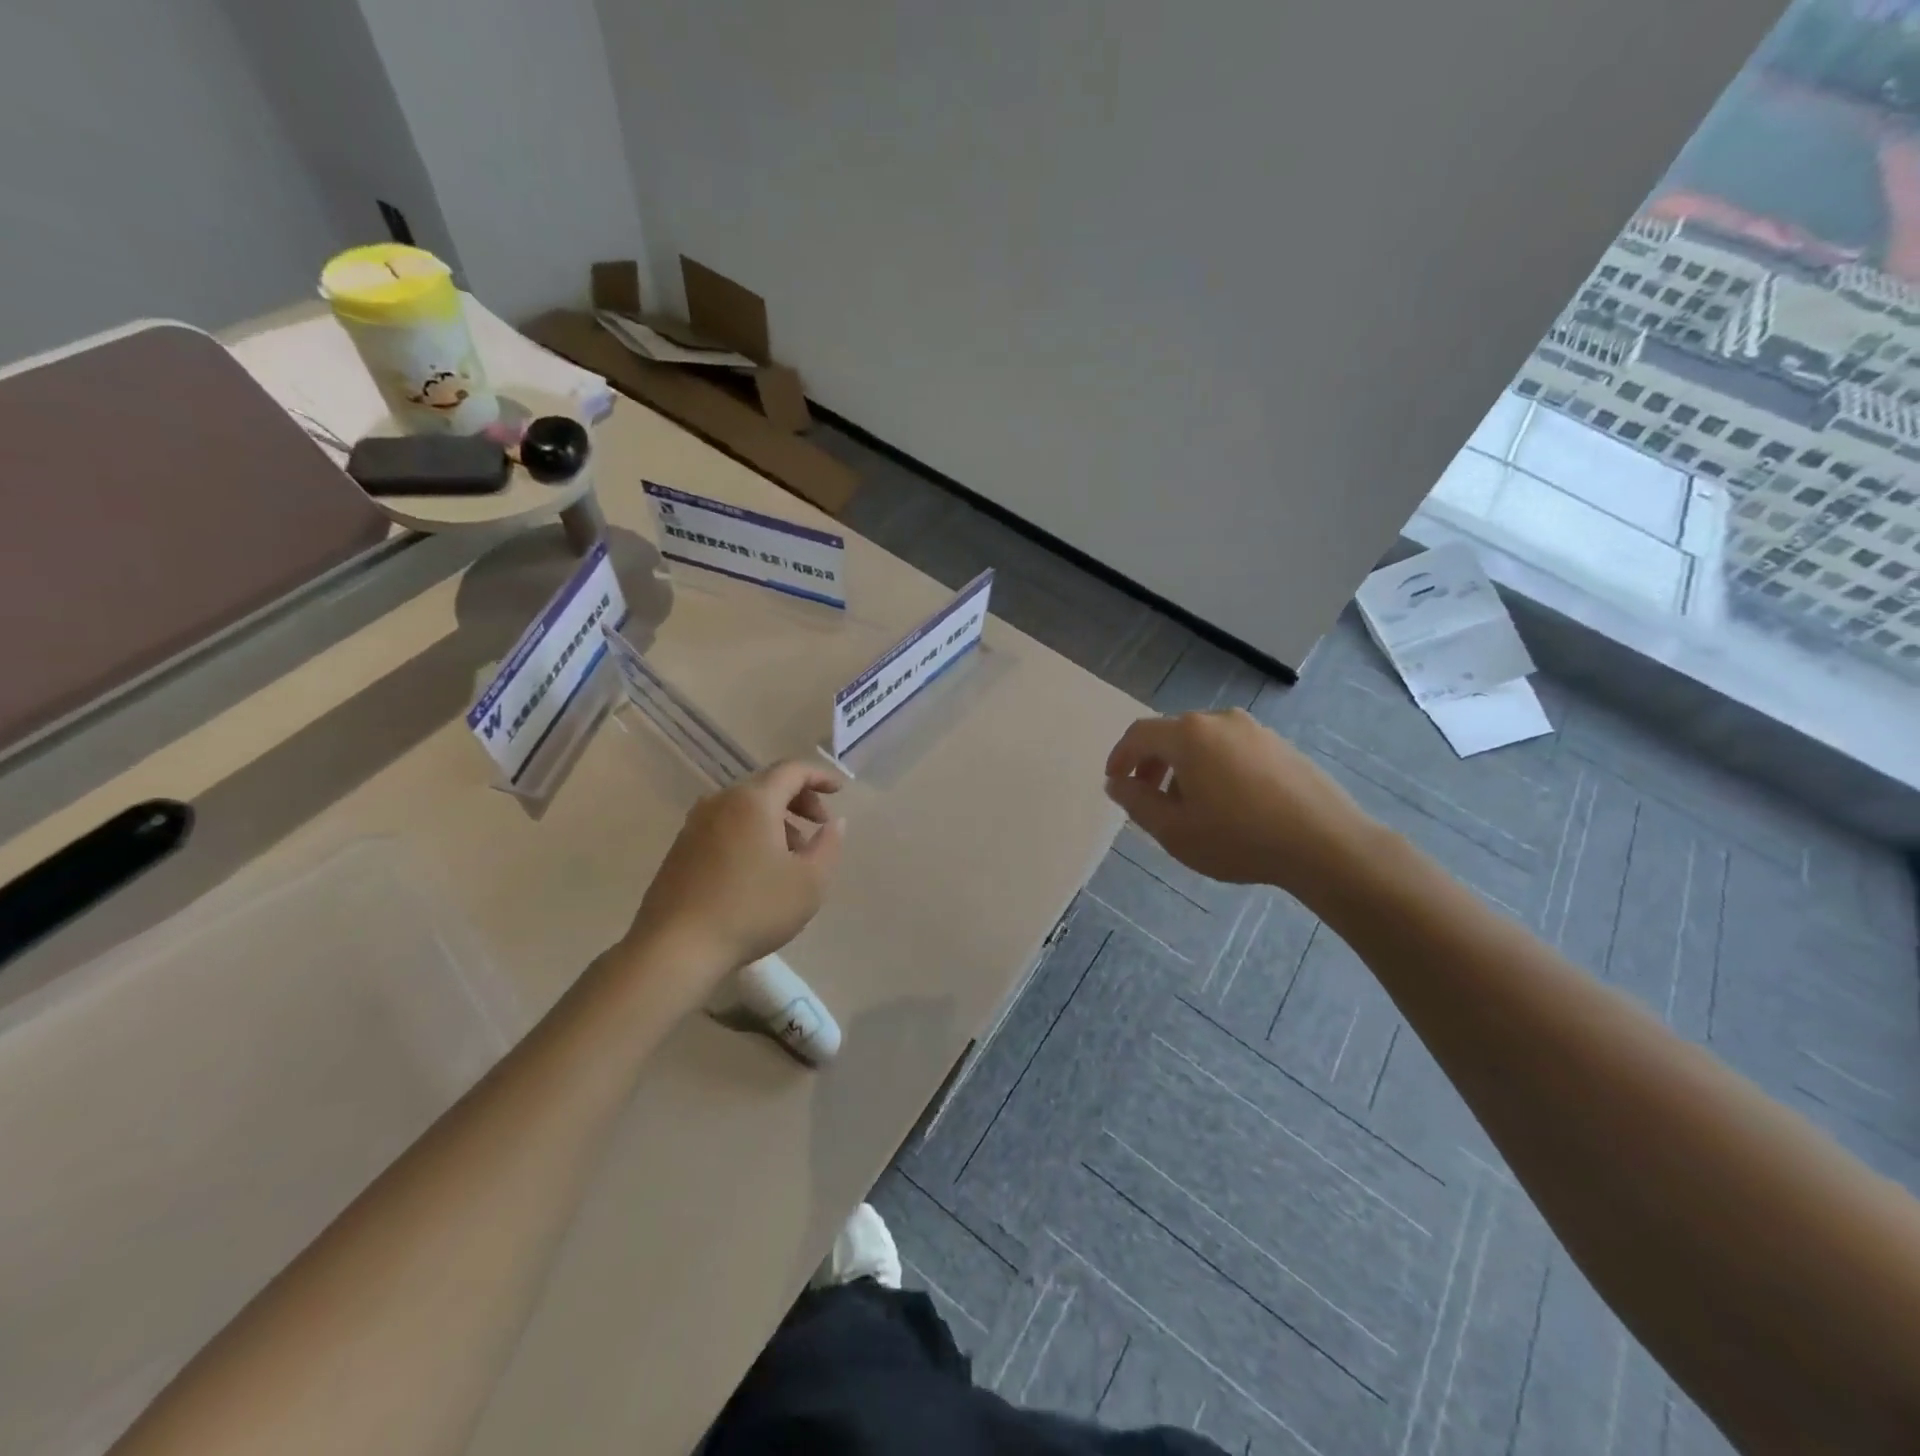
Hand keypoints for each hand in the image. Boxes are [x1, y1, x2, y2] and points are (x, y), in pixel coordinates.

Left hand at [626, 760, 844, 979]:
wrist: (675, 948)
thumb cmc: (752, 909)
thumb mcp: (809, 882)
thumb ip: (829, 845)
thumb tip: (834, 822)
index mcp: (753, 800)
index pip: (792, 770)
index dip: (819, 776)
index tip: (840, 791)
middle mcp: (721, 801)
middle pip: (767, 785)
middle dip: (798, 800)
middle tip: (819, 826)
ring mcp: (695, 824)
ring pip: (744, 807)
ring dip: (775, 820)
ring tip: (792, 855)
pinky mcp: (680, 848)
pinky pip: (725, 825)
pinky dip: (750, 833)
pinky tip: (758, 869)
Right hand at [1104, 709, 1379, 906]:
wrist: (1326, 844)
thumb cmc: (1239, 838)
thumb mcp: (1174, 830)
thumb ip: (1136, 802)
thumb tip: (1116, 782)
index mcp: (1189, 735)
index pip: (1140, 735)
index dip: (1120, 757)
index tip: (1115, 782)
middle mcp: (1220, 721)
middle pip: (1172, 734)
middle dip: (1152, 764)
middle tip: (1148, 798)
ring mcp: (1255, 730)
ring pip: (1203, 742)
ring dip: (1184, 767)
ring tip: (1188, 805)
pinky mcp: (1281, 745)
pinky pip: (1232, 749)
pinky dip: (1214, 767)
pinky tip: (1226, 803)